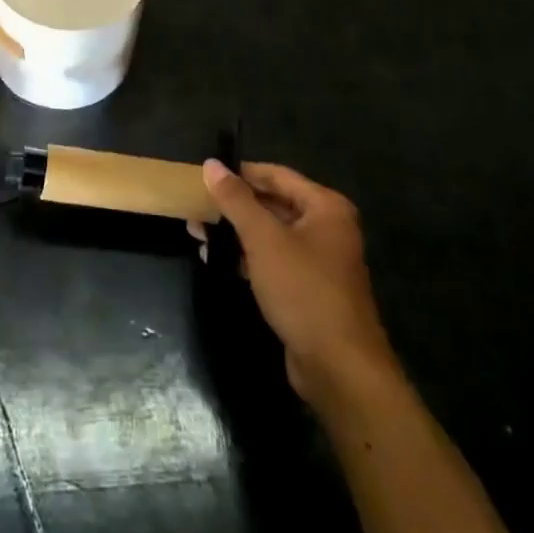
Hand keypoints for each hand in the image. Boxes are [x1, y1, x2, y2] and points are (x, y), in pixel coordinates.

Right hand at [197, 159, 398, 402]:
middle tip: (195, 205)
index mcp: (325, 207)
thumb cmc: (303, 290)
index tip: (204, 175)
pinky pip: (272, 260)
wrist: (339, 368)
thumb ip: (236, 199)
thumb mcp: (263, 239)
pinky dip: (246, 256)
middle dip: (233, 206)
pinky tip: (215, 259)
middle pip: (273, 203)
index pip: (276, 175)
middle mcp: (326, 228)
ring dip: (235, 232)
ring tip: (196, 232)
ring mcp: (318, 260)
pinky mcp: (307, 289)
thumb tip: (211, 164)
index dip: (240, 173)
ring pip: (270, 234)